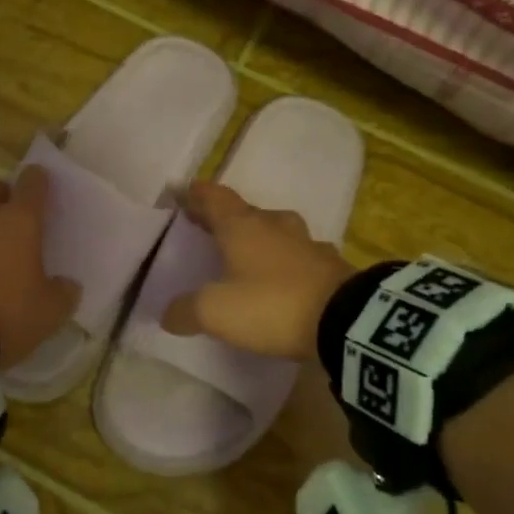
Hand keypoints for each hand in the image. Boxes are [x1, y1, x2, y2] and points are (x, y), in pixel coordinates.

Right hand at [160, 182, 356, 364]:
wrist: (345, 321)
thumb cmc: (271, 304)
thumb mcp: (216, 312)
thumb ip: (187, 310)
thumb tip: (168, 314)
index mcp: (242, 226)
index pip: (214, 198)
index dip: (197, 195)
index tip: (184, 192)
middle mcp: (274, 225)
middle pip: (245, 211)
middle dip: (225, 217)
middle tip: (208, 226)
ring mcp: (306, 242)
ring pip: (276, 230)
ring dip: (259, 236)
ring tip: (247, 251)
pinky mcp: (330, 264)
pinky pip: (299, 254)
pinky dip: (286, 260)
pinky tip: (285, 274)